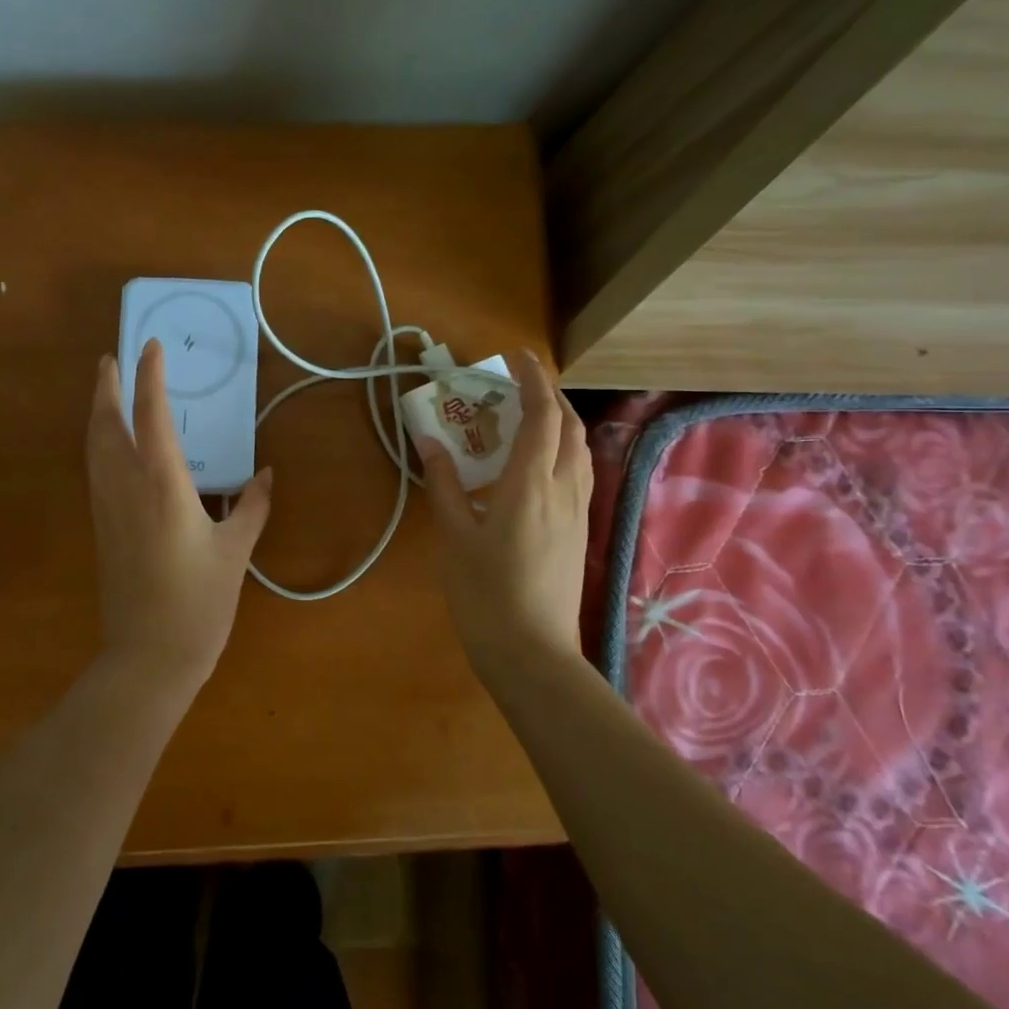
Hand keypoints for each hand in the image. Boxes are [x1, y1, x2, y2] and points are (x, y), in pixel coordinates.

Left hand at [87, 339, 272, 687]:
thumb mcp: (235, 553)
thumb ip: (251, 507)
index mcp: (163, 485)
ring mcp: (107, 508)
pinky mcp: (100, 527)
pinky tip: (107, 444)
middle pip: (107, 423)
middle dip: (106, 386)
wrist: (148, 657)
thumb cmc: (198, 604)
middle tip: (110, 358)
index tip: (151, 346)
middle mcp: (127, 487)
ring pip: (93, 446)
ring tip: (103, 388)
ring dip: (96, 411)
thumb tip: (266, 474)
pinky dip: (97, 442)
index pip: (151, 414)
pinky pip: (94, 470)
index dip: (149, 376)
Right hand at [419, 350, 591, 678]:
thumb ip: (444, 483)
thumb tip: (429, 440)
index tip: (515, 357)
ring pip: (579, 449)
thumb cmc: (484, 593)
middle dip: (549, 394)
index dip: (532, 380)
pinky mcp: (579, 530)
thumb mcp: (453, 536)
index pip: (541, 415)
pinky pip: (578, 472)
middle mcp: (563, 489)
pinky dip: (562, 449)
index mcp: (530, 484)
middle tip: (517, 384)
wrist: (531, 652)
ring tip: (528, 415)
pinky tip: (536, 463)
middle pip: (569, 426)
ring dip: (560, 420)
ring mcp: (577, 511)